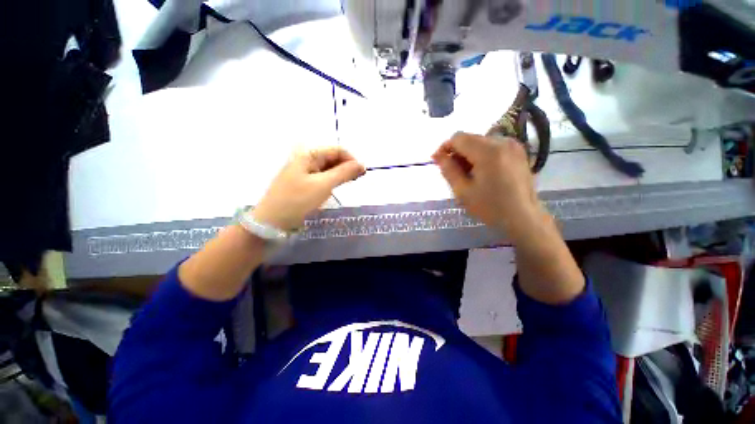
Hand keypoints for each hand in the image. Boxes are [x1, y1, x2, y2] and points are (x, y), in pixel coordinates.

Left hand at [252, 147, 364, 231]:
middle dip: (347, 167)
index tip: (362, 174)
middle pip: (332, 158)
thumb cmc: (298, 201)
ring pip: (328, 168)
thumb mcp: (323, 185)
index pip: (337, 150)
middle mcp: (305, 158)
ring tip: (349, 184)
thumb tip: (362, 164)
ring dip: (341, 174)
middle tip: (358, 180)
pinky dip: (332, 181)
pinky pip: (322, 177)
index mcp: (308, 154)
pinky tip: (336, 188)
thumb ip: (344, 173)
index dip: (352, 159)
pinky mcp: (303, 183)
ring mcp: (303, 171)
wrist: (272, 223)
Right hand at [432, 132, 541, 238]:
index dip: (445, 148)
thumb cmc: (490, 207)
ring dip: (469, 155)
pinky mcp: (518, 151)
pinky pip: (492, 147)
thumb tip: (437, 155)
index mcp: (488, 151)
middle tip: (455, 173)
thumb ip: (448, 169)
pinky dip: (482, 156)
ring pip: (480, 142)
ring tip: (469, 175)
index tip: (439, 162)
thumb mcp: (462, 191)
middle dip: (458, 153)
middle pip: (470, 138)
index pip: (458, 138)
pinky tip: (482, 173)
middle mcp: (502, 141)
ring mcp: (513, 145)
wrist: (523, 217)